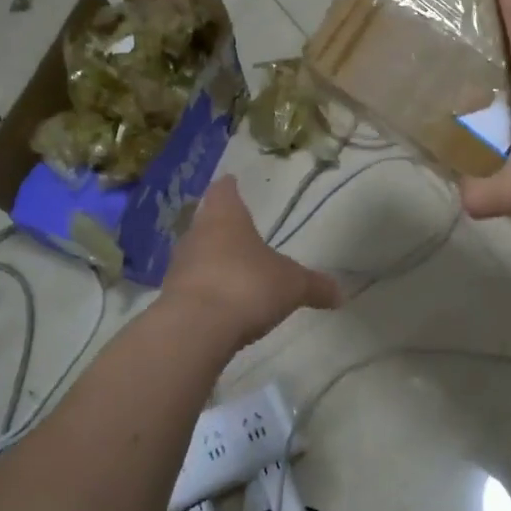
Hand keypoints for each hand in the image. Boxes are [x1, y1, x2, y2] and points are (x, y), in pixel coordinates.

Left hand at [162, 177, 340, 352]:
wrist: (195, 329)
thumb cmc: (247, 286)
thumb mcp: (292, 285)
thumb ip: (314, 286)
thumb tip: (340, 293)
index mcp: (225, 216)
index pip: (224, 191)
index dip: (229, 187)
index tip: (231, 182)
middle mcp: (197, 234)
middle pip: (206, 220)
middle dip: (219, 224)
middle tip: (234, 227)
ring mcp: (179, 266)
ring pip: (196, 253)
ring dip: (210, 259)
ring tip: (229, 267)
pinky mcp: (170, 298)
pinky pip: (191, 286)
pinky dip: (204, 289)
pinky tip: (218, 302)